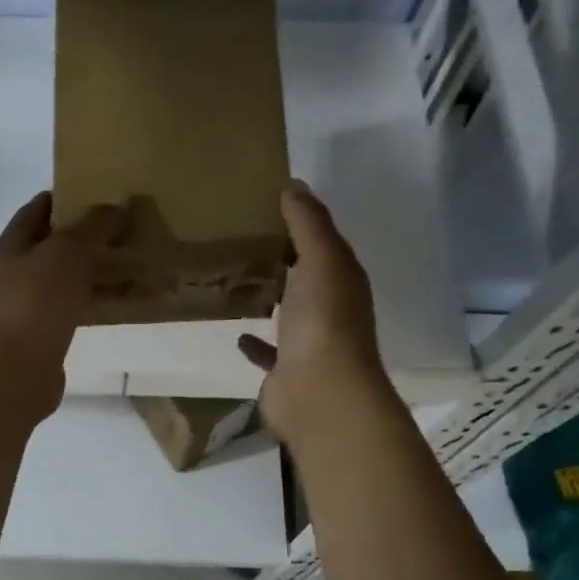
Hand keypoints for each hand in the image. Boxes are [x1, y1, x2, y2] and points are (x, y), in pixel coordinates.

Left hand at [0, 192, 124, 418]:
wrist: (13, 373)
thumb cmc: (34, 303)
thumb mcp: (66, 253)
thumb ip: (91, 228)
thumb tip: (114, 207)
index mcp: (12, 247)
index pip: (37, 210)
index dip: (65, 197)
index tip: (100, 192)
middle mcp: (16, 275)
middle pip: (53, 247)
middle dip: (86, 237)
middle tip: (126, 228)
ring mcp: (29, 309)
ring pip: (66, 281)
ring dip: (94, 271)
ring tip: (132, 261)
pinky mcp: (45, 338)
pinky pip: (75, 311)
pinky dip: (96, 303)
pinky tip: (122, 302)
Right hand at [239, 184, 393, 446]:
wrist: (319, 393)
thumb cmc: (323, 321)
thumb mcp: (320, 260)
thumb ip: (308, 224)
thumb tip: (294, 186)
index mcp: (342, 279)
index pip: (322, 243)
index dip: (299, 224)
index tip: (263, 206)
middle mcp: (330, 308)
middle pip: (305, 276)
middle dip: (281, 260)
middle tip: (241, 238)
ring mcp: (309, 342)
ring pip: (288, 312)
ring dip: (270, 297)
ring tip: (236, 280)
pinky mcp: (286, 370)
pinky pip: (269, 350)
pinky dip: (256, 341)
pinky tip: (237, 331)